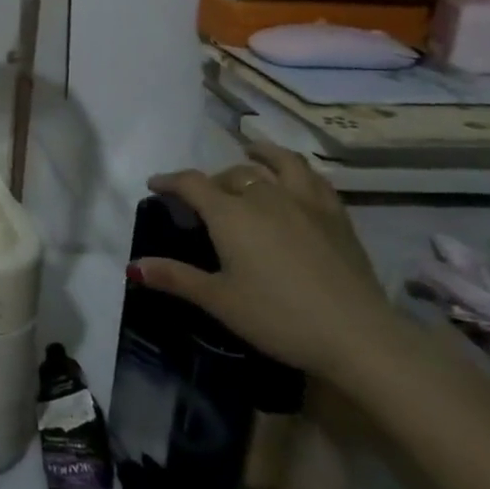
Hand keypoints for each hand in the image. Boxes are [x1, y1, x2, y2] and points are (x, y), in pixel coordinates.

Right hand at [134, 143, 401, 382]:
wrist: (358, 335)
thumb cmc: (278, 317)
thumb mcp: (219, 301)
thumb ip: (175, 277)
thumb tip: (132, 266)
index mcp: (231, 214)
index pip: (192, 184)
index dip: (170, 181)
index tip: (155, 185)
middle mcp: (265, 196)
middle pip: (232, 174)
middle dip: (212, 181)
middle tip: (203, 198)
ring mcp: (305, 202)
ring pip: (277, 164)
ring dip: (259, 156)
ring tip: (251, 152)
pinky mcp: (337, 216)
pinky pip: (313, 178)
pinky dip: (296, 169)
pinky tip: (295, 178)